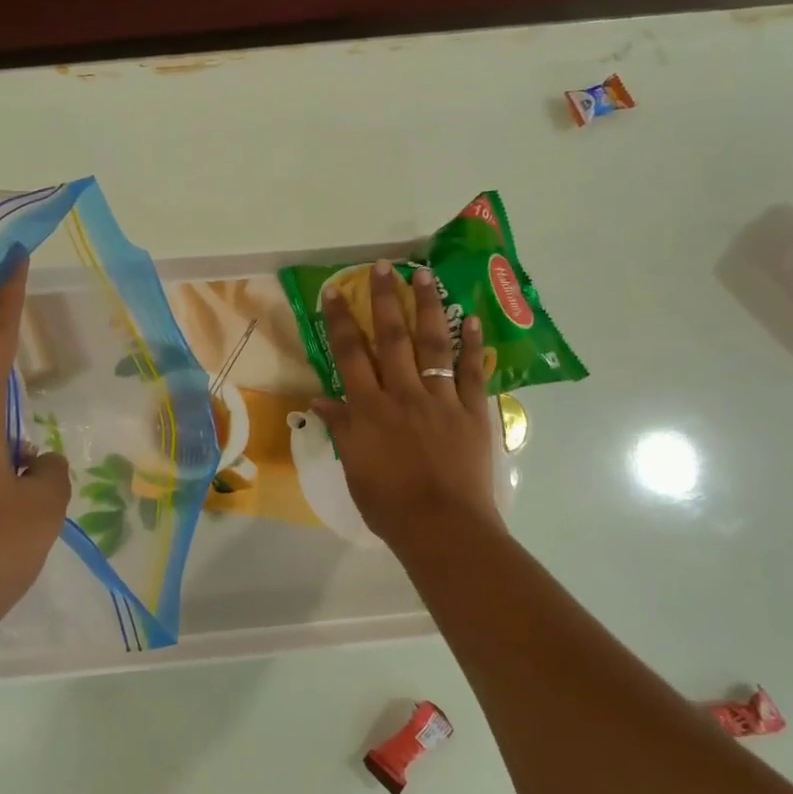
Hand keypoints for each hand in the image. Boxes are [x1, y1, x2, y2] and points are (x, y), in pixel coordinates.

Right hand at [310, 260, 500, 550]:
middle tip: (382, 267)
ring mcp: (440, 400)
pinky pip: (471, 372)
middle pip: (391, 338)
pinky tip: (472, 319)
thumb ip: (341, 429)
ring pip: (432, 344)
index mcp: (369, 409)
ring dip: (427, 308)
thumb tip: (319, 400)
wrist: (442, 526)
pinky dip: (472, 345)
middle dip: (384, 300)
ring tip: (424, 275)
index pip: (349, 355)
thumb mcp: (354, 468)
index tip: (335, 291)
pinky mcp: (471, 411)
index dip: (340, 321)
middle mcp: (402, 394)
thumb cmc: (389, 504)